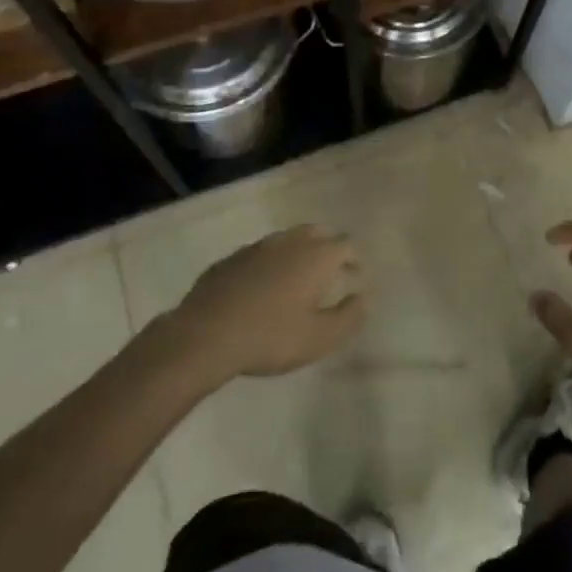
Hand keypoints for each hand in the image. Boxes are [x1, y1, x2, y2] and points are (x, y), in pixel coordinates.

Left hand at [165, 226, 366, 384]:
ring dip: (298, 252)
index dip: (354, 259)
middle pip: (317, 233)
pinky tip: (262, 286)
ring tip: (297, 278)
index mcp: (316, 256)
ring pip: (287, 239)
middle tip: (330, 271)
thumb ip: (349, 317)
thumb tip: (365, 298)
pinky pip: (260, 254)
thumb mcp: (320, 338)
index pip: (346, 245)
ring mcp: (258, 247)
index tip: (355, 276)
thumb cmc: (271, 337)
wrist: (205, 335)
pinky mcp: (231, 259)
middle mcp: (290, 242)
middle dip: (328, 247)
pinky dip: (270, 263)